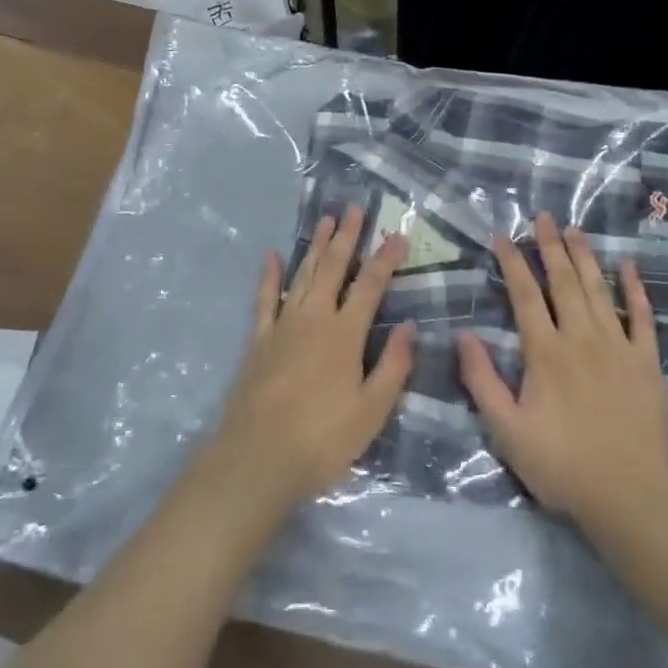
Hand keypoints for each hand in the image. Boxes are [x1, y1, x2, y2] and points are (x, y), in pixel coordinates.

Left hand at [208, 205, 414, 512]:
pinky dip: (269, 276)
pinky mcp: (258, 339)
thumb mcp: (371, 411)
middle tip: (354, 209)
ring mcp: (282, 325)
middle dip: (346, 237)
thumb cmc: (322, 440)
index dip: (385, 259)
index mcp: (344, 334)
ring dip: (316, 247)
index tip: (398, 235)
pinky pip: (264, 299)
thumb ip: (393, 366)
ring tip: (326, 221)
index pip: (370, 286)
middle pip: (333, 268)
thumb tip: (410, 325)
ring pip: (303, 275)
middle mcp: (314, 318)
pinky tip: (271, 255)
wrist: (257, 458)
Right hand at [457, 213, 667, 538]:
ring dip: (585, 257)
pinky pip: (641, 317)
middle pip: (563, 282)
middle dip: (551, 246)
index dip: (512, 263)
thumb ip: (482, 381)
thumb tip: (464, 335)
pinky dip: (634, 290)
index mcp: (546, 352)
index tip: (502, 236)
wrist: (630, 498)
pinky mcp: (647, 363)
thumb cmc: (562, 465)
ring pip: (598, 291)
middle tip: (544, 216)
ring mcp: (618, 348)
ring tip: (575, 229)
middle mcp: (581, 338)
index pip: (525, 295)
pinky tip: (628, 267)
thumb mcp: (507, 430)